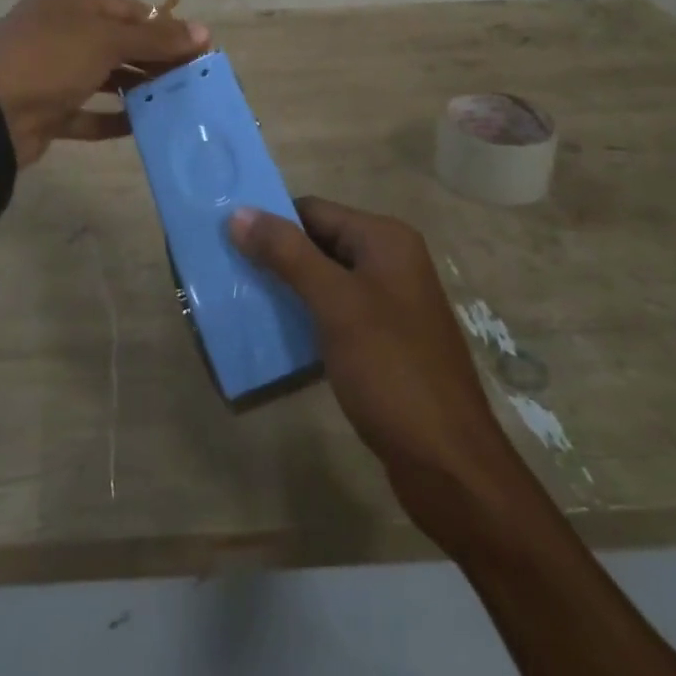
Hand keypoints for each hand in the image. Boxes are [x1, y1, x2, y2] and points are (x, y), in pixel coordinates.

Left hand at [0, 0, 209, 168]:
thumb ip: (155, 38)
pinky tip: (142, 124)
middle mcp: (55, 29)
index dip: (163, 26)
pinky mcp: (45, 108)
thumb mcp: (107, 41)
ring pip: (102, 76)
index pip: (126, 9)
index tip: (197, 47)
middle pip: (116, 42)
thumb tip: (204, 32)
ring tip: (175, 100)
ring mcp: (48, 70)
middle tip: (192, 77)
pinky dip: (112, 117)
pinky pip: (86, 110)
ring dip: (136, 87)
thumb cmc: (51, 59)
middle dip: (153, 59)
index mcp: (65, 0)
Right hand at [228, 198, 521, 549]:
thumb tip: (239, 212)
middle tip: (227, 272)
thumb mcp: (335, 304)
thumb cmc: (391, 371)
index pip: (314, 211)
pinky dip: (306, 319)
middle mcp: (391, 261)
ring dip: (287, 290)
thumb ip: (287, 254)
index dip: (271, 222)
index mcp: (385, 240)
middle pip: (319, 243)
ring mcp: (390, 303)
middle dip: (275, 257)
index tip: (226, 240)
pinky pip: (336, 314)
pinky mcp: (385, 341)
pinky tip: (275, 337)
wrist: (449, 465)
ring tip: (241, 302)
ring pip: (325, 281)